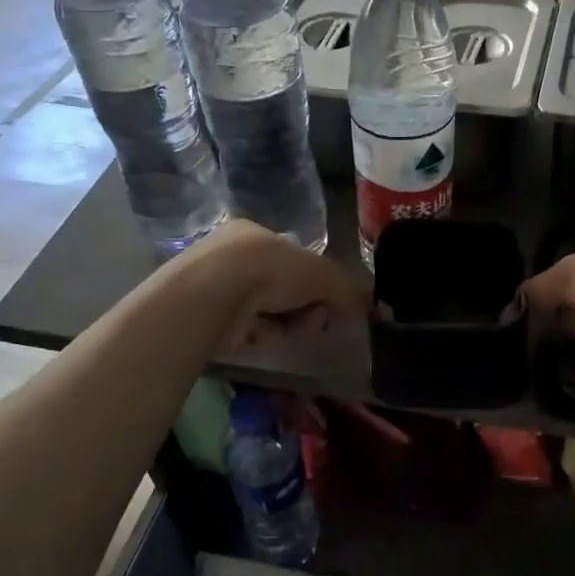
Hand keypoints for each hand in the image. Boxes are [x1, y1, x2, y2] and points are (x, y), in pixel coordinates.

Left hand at [175, 220, 367, 354]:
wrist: (215, 294)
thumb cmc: (271, 270)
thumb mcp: (323, 274)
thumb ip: (347, 290)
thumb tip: (368, 308)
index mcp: (256, 235)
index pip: (295, 260)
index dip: (318, 284)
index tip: (330, 303)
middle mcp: (233, 257)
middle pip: (283, 290)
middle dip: (305, 308)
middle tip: (315, 322)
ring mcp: (216, 288)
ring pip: (267, 312)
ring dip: (288, 325)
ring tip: (294, 332)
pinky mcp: (206, 319)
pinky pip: (247, 331)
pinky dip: (263, 337)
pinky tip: (268, 340)